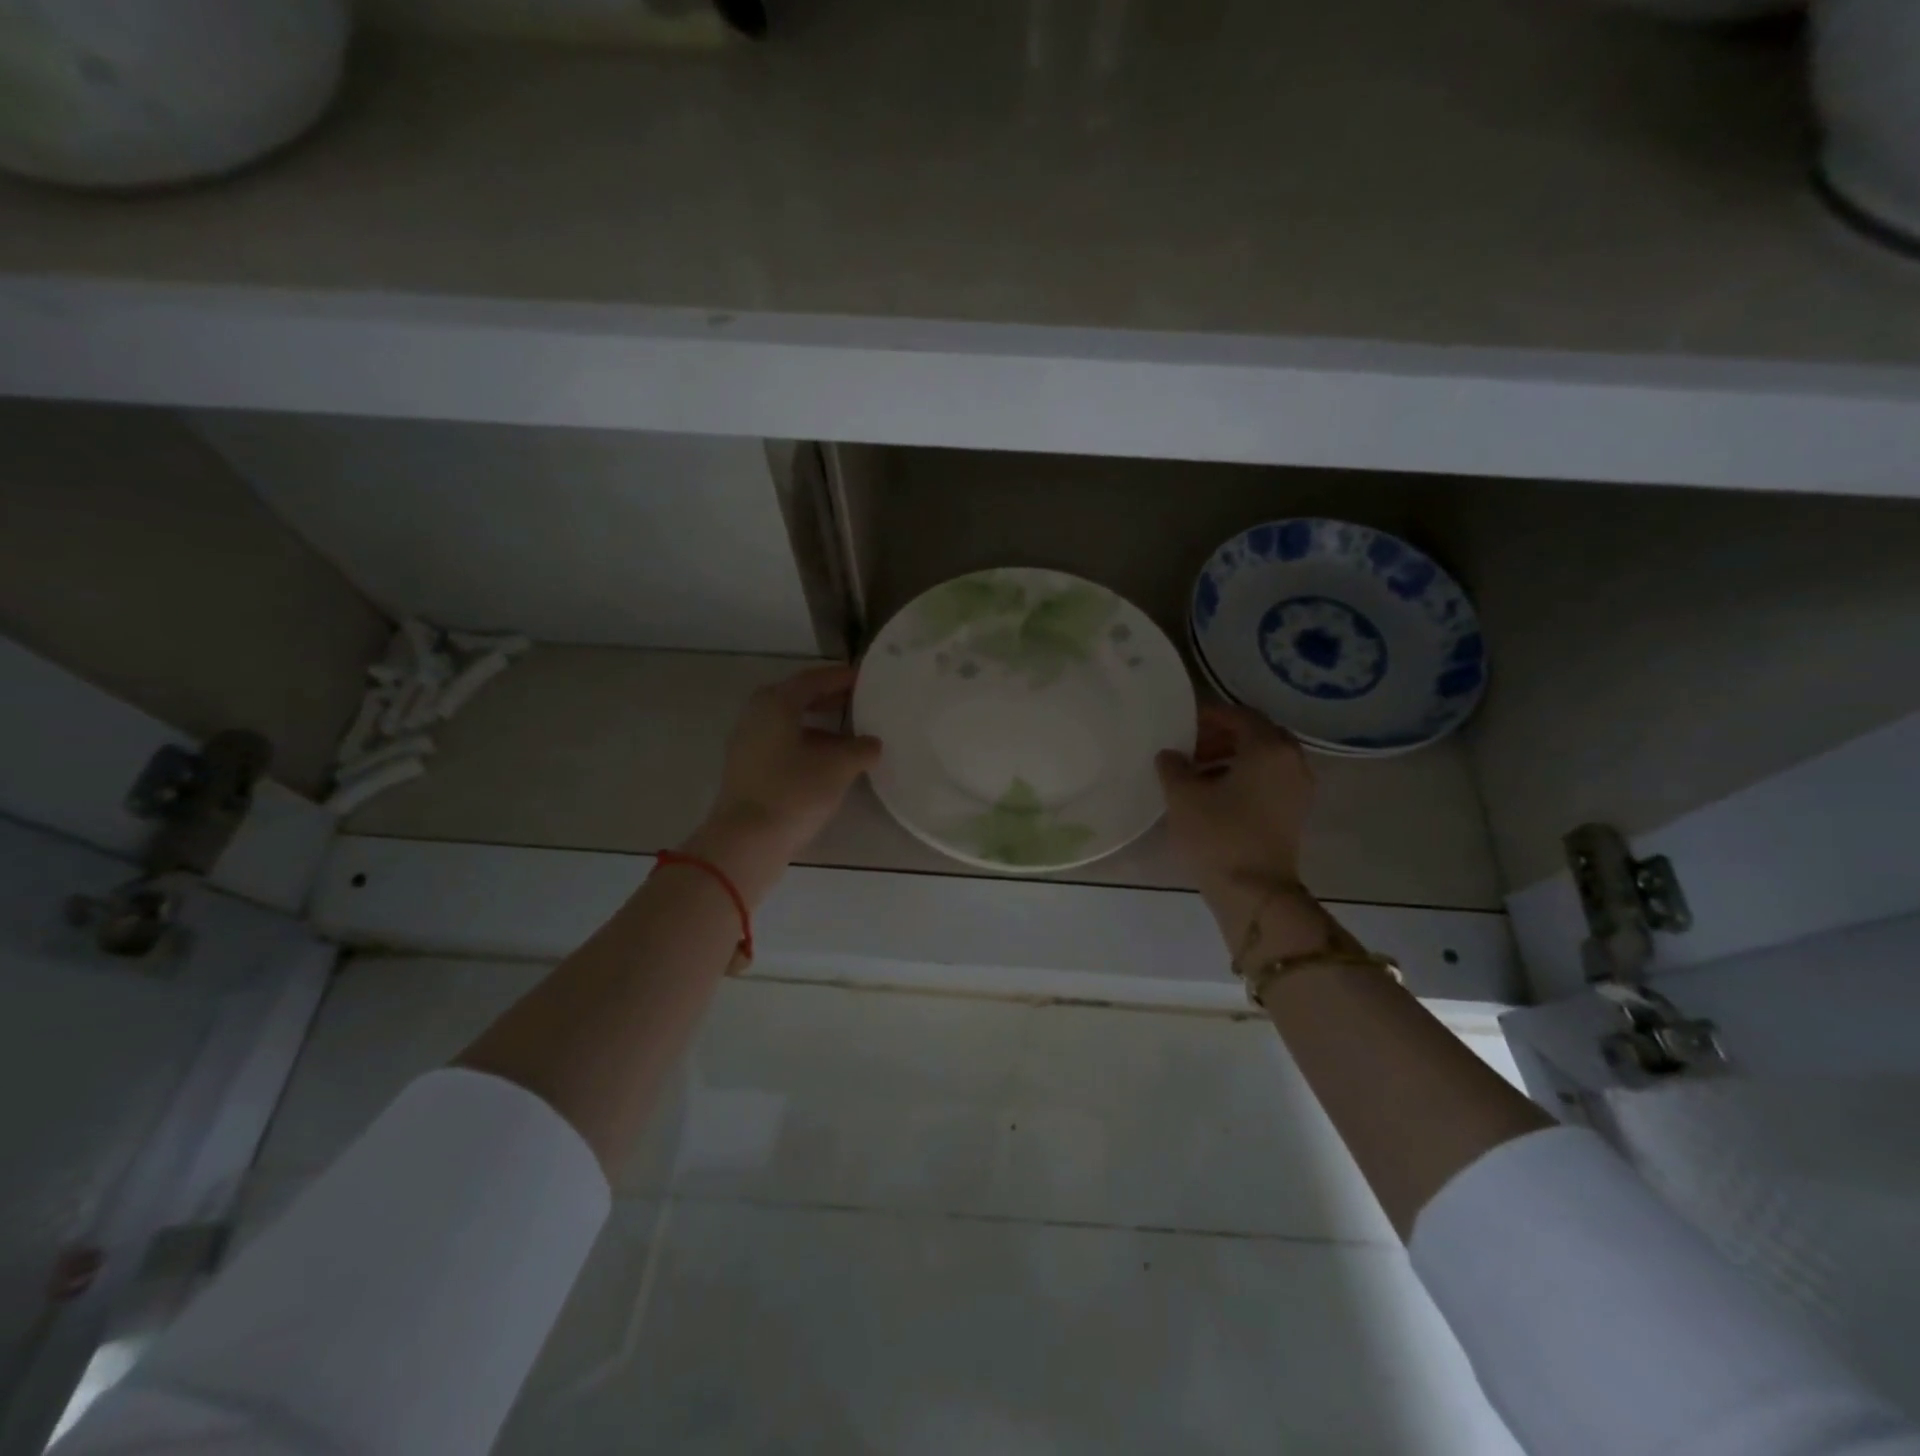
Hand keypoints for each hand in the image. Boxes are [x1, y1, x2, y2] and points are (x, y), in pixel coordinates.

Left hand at [686, 664, 881, 902]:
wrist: (746, 841)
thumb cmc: (793, 792)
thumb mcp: (839, 767)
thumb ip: (861, 749)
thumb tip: (872, 744)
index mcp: (776, 703)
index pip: (814, 679)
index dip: (842, 678)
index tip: (866, 679)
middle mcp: (757, 715)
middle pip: (799, 699)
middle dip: (831, 700)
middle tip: (861, 703)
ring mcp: (748, 743)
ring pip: (791, 724)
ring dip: (821, 727)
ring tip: (852, 738)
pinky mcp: (748, 769)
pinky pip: (783, 745)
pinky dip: (807, 745)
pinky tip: (829, 764)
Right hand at [1156, 705, 1340, 956]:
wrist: (1254, 893)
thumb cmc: (1218, 836)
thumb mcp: (1183, 796)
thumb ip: (1173, 766)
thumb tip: (1171, 755)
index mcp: (1268, 748)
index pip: (1239, 715)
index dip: (1209, 715)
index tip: (1183, 722)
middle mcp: (1292, 761)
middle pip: (1257, 734)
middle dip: (1224, 735)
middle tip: (1192, 744)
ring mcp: (1298, 789)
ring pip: (1265, 758)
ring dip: (1233, 756)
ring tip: (1198, 770)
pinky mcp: (1294, 813)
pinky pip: (1270, 779)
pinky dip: (1245, 776)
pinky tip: (1216, 792)